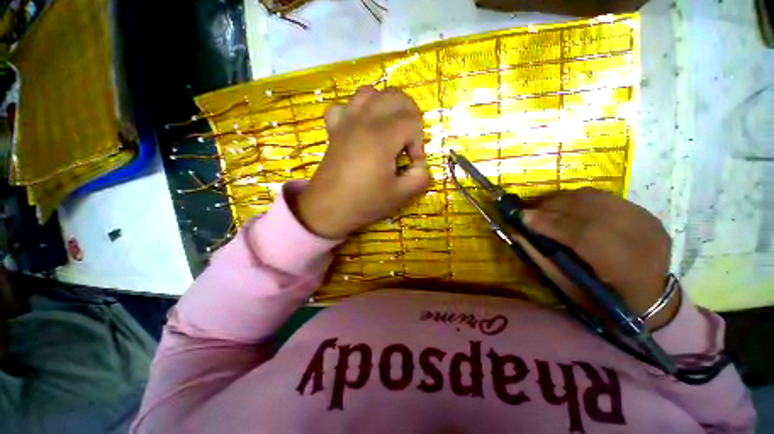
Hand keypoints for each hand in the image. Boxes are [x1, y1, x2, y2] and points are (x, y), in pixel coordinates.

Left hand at [293, 86, 430, 238]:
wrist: (328, 209)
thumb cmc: (364, 203)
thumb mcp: (401, 195)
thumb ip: (421, 177)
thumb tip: (419, 164)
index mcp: (381, 137)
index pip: (412, 122)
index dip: (419, 142)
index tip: (412, 163)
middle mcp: (363, 121)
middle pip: (396, 97)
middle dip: (410, 117)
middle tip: (408, 142)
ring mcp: (346, 121)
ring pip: (371, 93)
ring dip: (387, 107)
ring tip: (390, 129)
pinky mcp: (334, 128)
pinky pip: (346, 105)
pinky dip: (358, 110)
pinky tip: (362, 127)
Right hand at [522, 188, 678, 328]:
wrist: (652, 296)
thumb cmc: (606, 300)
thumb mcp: (571, 289)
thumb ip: (543, 260)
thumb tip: (518, 234)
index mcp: (625, 268)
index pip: (582, 235)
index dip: (549, 223)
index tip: (521, 216)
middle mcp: (640, 238)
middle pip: (588, 211)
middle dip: (551, 208)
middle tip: (528, 212)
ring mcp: (645, 221)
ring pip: (595, 198)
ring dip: (562, 200)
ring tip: (543, 208)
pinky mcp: (644, 212)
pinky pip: (603, 197)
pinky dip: (577, 199)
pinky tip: (565, 206)